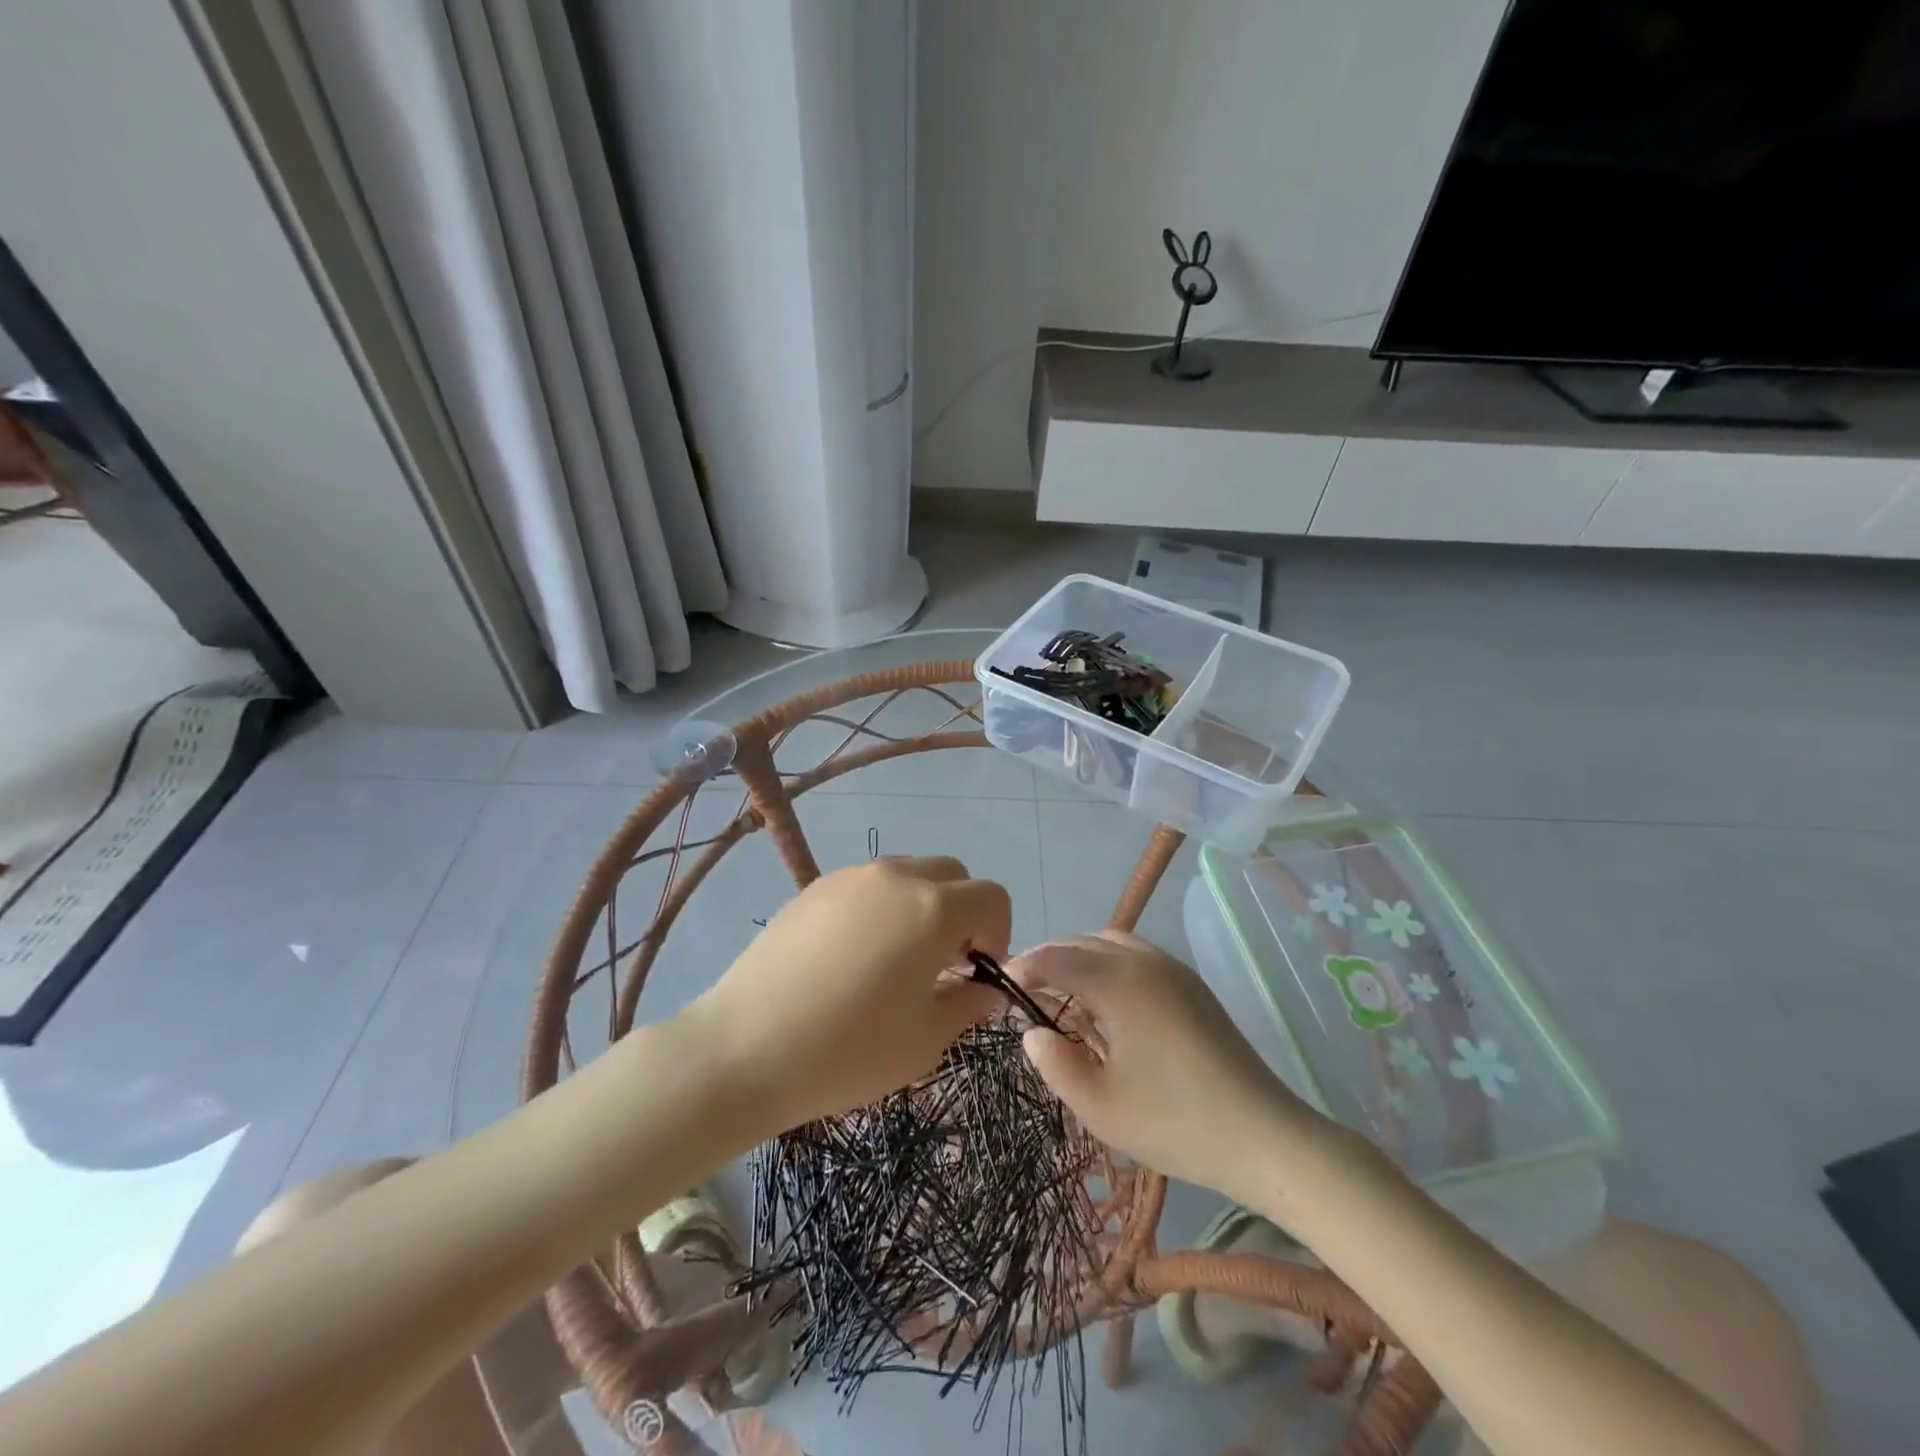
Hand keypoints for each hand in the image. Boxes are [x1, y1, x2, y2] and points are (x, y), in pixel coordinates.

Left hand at [688, 858, 1008, 1134]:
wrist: (745, 1048)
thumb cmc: (847, 1050)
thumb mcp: (924, 1040)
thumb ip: (967, 1005)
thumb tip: (984, 989)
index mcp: (933, 909)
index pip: (992, 896)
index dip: (998, 931)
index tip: (977, 970)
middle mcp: (896, 877)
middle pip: (951, 874)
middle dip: (962, 912)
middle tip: (942, 962)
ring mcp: (850, 877)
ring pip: (908, 873)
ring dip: (921, 905)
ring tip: (896, 958)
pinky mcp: (813, 887)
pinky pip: (866, 886)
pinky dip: (880, 907)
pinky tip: (853, 956)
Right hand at [1009, 931, 1341, 1209]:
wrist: (1264, 1136)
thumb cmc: (1176, 1122)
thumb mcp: (1100, 1106)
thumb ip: (1055, 1064)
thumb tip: (1033, 1032)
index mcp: (1120, 982)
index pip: (1057, 957)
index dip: (1024, 966)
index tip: (1000, 985)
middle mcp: (1145, 961)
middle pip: (1082, 940)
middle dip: (1049, 958)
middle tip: (1024, 989)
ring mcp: (1173, 969)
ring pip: (1111, 942)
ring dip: (1079, 957)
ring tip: (1062, 993)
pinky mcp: (1191, 985)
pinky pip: (1135, 955)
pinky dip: (1107, 964)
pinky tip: (1105, 1004)